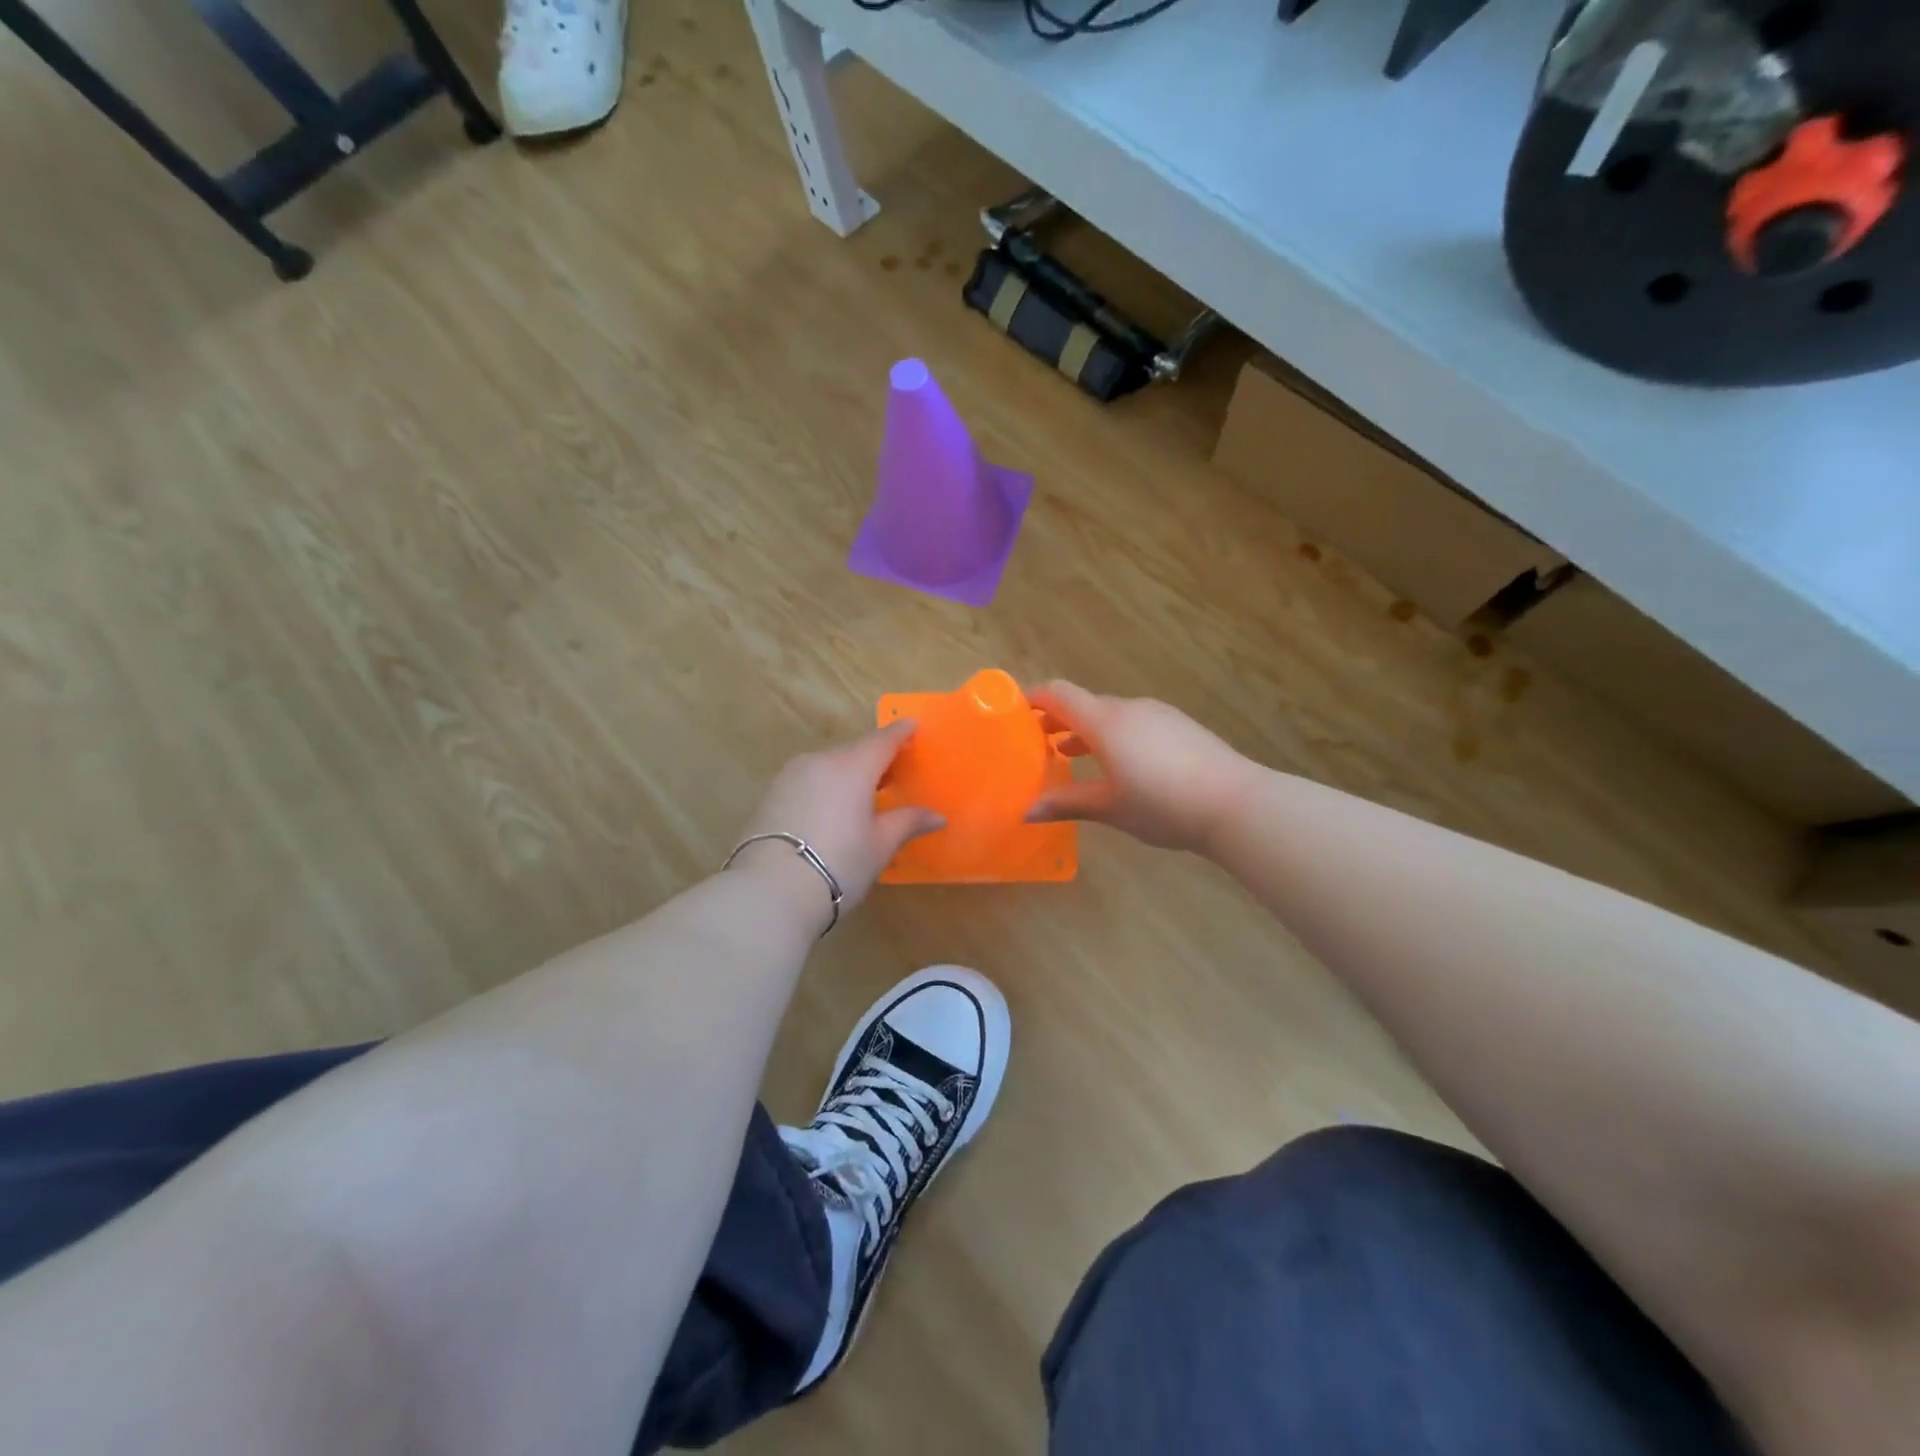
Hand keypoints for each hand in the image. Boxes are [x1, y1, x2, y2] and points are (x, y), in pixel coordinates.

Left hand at [734, 720, 943, 925]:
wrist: (769, 890)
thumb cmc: (838, 864)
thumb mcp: (880, 845)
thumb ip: (908, 822)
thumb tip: (937, 816)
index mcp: (852, 766)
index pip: (882, 739)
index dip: (900, 732)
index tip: (913, 726)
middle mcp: (820, 761)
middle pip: (854, 751)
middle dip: (876, 758)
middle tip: (895, 772)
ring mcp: (790, 776)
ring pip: (828, 766)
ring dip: (848, 774)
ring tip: (864, 795)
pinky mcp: (771, 795)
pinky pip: (808, 781)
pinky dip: (825, 787)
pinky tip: (831, 811)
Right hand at [1027, 681, 1249, 853]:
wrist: (1236, 803)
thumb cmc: (1163, 804)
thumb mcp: (1110, 808)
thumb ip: (1067, 803)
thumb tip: (1026, 811)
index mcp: (1105, 722)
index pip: (1059, 694)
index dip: (1033, 698)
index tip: (1014, 712)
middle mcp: (1130, 708)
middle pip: (1085, 703)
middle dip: (1057, 719)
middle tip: (1036, 744)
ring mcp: (1159, 715)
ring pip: (1111, 714)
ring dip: (1087, 729)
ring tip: (1070, 755)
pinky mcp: (1180, 726)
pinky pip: (1135, 722)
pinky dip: (1115, 735)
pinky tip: (1119, 765)